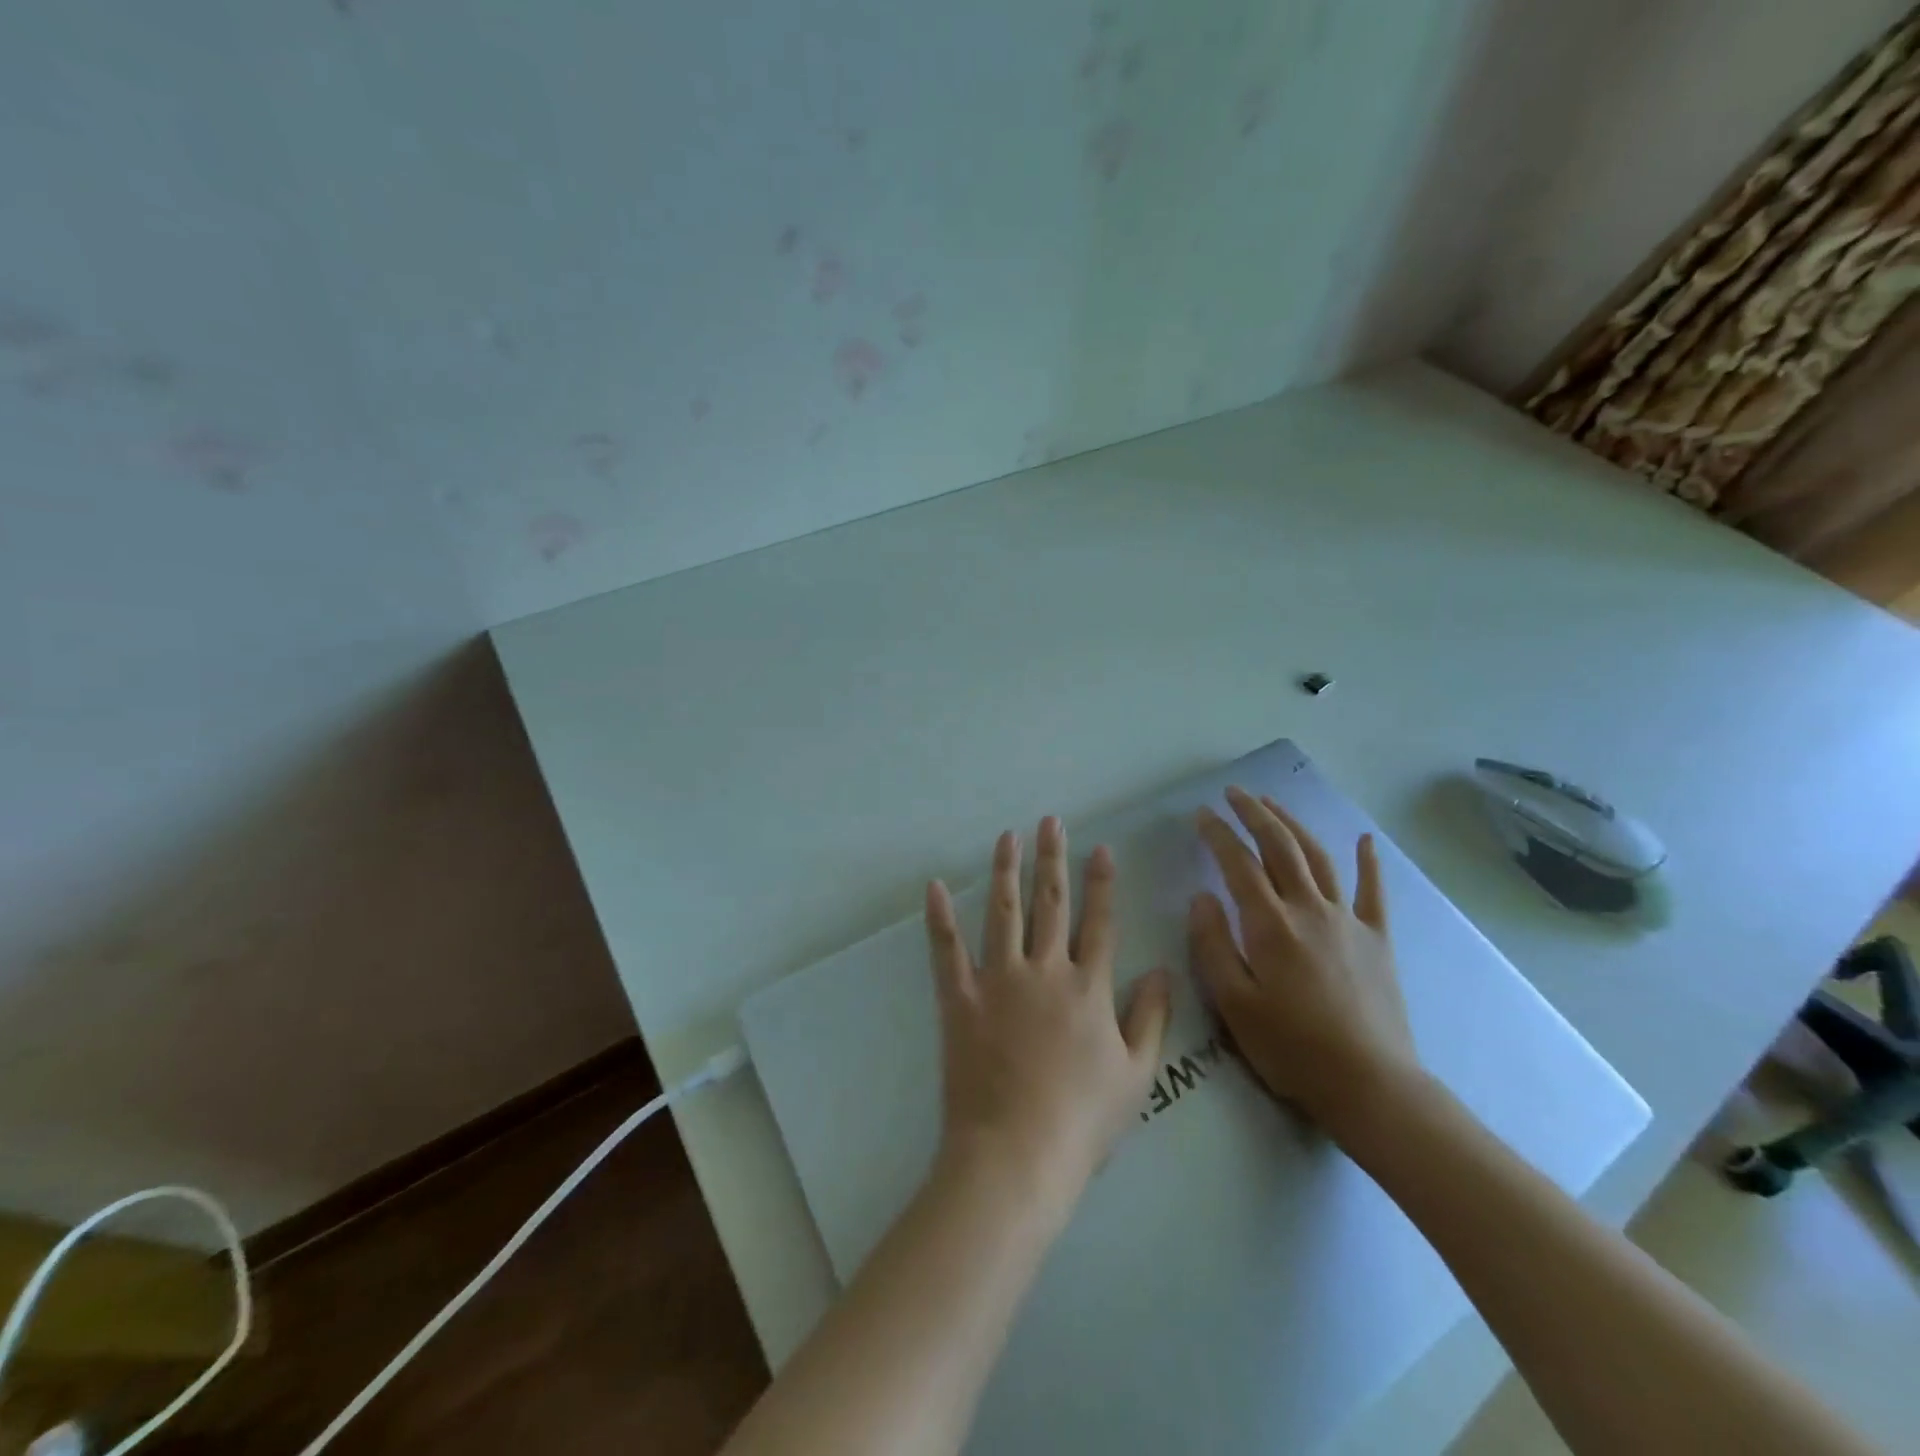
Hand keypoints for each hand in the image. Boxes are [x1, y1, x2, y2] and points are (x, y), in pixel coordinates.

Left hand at [925, 817, 1172, 1224]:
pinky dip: (940, 917)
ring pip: (1004, 912)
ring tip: (1008, 836)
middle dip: (1053, 859)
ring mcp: (999, 980)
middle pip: (1052, 904)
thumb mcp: (1136, 1074)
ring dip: (1007, 871)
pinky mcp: (960, 998)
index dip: (1102, 883)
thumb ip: (1151, 1017)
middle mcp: (1045, 971)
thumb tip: (1163, 969)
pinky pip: (947, 949)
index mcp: (1088, 988)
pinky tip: (935, 885)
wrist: (1017, 1153)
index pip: (1100, 922)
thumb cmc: (1083, 1120)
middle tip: (1050, 821)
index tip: (1101, 848)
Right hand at [1188, 786, 1419, 1139]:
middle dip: (1254, 814)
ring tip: (1273, 804)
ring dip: (1294, 825)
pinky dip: (1369, 863)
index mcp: (1270, 924)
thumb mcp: (1234, 1004)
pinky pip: (1374, 892)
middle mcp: (1309, 909)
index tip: (1201, 814)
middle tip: (1234, 792)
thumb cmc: (1291, 1048)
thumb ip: (1213, 945)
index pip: (1237, 864)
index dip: (1218, 835)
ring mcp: (1348, 921)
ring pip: (1318, 858)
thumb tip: (1201, 896)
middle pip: (1280, 847)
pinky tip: (1365, 841)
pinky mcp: (1377, 940)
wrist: (1371, 1085)